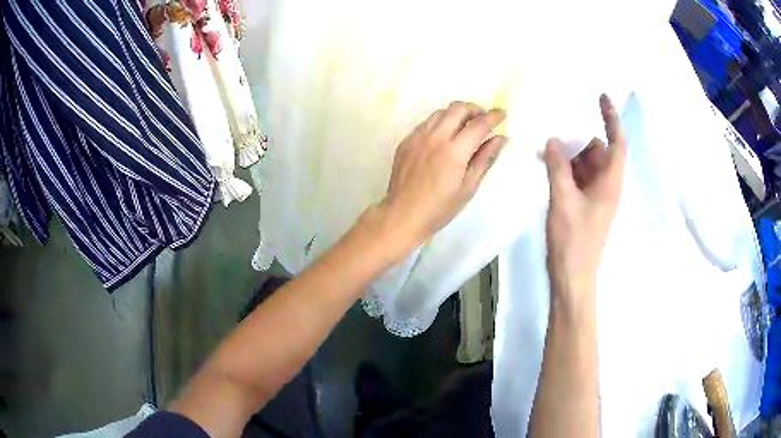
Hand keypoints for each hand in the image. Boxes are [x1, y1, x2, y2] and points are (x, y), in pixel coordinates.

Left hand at [370, 102, 506, 261]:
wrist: (403, 215)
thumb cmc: (440, 208)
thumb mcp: (468, 187)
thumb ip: (484, 159)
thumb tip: (500, 139)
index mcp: (454, 151)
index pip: (479, 124)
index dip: (493, 116)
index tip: (502, 114)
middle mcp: (435, 137)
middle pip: (458, 108)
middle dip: (475, 109)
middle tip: (483, 120)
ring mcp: (417, 137)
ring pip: (440, 112)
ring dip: (456, 114)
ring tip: (464, 127)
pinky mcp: (406, 141)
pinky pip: (426, 123)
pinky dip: (440, 123)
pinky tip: (443, 138)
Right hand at [544, 94, 626, 298]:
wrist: (572, 275)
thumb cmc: (573, 240)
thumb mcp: (563, 200)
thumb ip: (558, 167)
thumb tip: (554, 139)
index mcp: (610, 183)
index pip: (617, 143)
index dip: (612, 118)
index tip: (601, 97)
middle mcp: (607, 185)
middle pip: (599, 151)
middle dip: (580, 140)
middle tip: (557, 132)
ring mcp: (596, 195)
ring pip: (587, 164)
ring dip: (570, 156)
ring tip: (547, 152)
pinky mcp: (585, 204)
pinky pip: (578, 177)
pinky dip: (566, 169)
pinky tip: (548, 167)